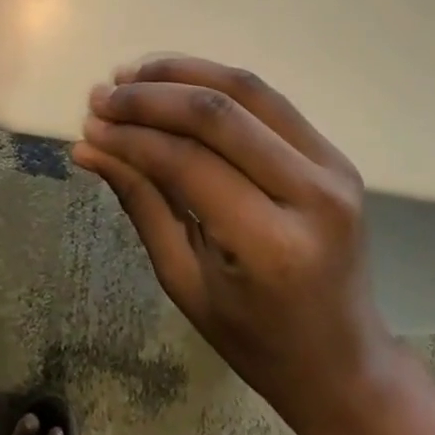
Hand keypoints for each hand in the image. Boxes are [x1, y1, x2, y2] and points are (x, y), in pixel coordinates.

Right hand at [72, 58, 388, 430]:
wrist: (345, 361)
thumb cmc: (256, 339)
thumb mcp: (185, 281)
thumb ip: (141, 202)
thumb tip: (88, 147)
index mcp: (273, 247)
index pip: (188, 163)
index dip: (132, 136)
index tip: (90, 126)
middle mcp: (312, 196)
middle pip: (218, 114)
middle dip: (150, 96)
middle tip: (103, 94)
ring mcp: (333, 167)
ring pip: (245, 89)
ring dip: (181, 73)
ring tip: (131, 74)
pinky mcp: (335, 153)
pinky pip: (266, 98)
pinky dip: (214, 80)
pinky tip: (174, 81)